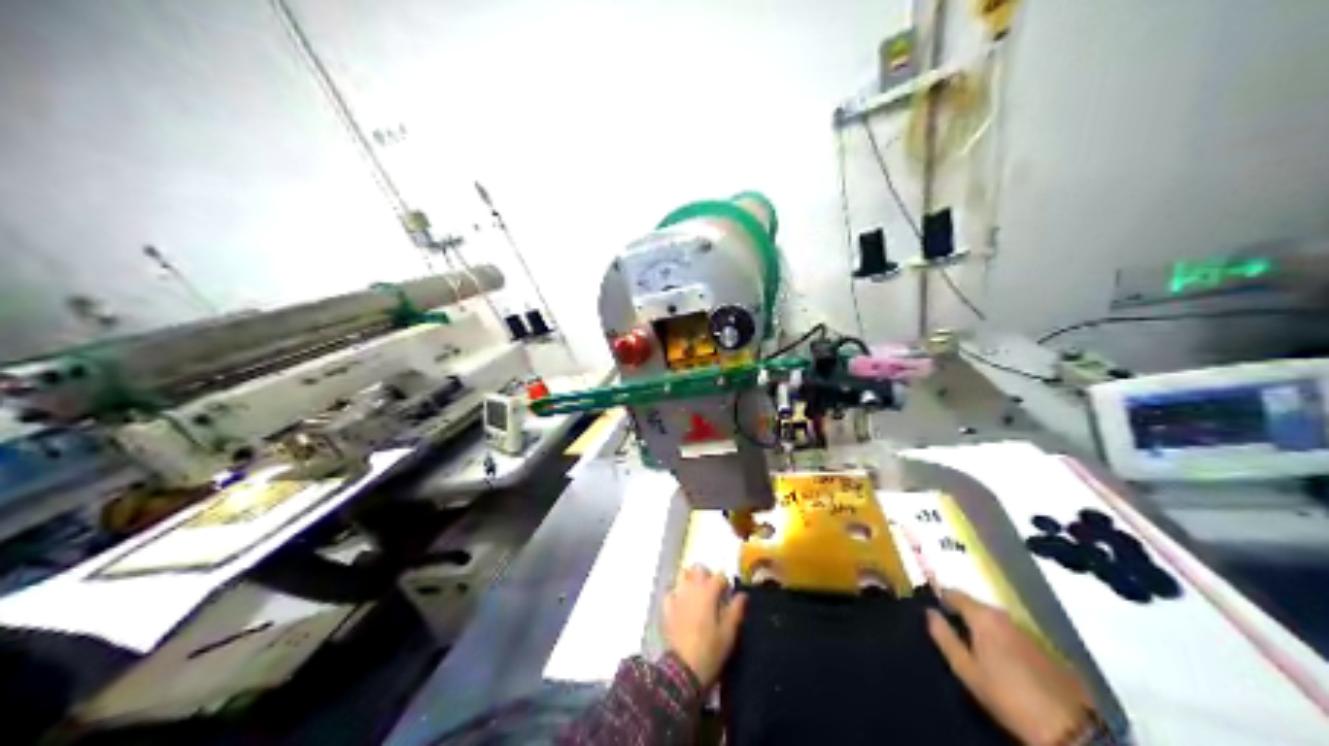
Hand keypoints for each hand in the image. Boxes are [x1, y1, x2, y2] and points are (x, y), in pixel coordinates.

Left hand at [666, 564, 745, 687]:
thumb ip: (736, 610)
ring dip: (691, 581)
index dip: (725, 584)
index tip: (728, 596)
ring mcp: (676, 598)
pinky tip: (682, 605)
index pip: (719, 576)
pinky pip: (671, 593)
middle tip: (713, 592)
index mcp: (708, 592)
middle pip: (698, 569)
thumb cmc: (711, 650)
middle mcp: (691, 589)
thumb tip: (742, 595)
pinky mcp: (666, 609)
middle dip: (706, 576)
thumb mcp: (729, 633)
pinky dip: (677, 595)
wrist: (684, 669)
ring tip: (697, 595)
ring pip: (682, 576)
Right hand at [926, 588, 1095, 744]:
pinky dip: (996, 638)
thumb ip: (944, 637)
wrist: (1063, 722)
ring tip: (966, 647)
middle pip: (974, 605)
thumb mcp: (966, 669)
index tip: (928, 609)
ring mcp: (1023, 628)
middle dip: (959, 614)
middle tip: (945, 633)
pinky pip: (1007, 632)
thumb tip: (929, 612)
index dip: (939, 598)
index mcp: (983, 616)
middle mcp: (1003, 615)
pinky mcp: (1037, 644)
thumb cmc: (1005, 694)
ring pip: (991, 619)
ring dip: (978, 627)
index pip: (954, 593)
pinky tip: (993, 658)